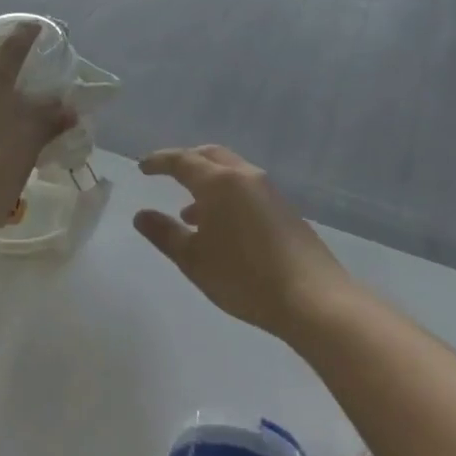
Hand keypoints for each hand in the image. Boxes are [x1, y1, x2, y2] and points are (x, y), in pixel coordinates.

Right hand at [134, 146, 352, 338]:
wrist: (314, 299)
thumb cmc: (244, 277)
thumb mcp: (194, 259)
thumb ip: (164, 234)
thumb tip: (141, 215)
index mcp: (219, 182)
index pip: (182, 160)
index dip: (159, 161)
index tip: (142, 167)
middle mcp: (245, 177)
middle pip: (210, 156)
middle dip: (186, 162)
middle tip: (167, 175)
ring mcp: (269, 192)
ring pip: (231, 173)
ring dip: (207, 184)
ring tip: (188, 215)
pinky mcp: (285, 211)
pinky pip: (247, 190)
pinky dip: (227, 198)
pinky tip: (222, 230)